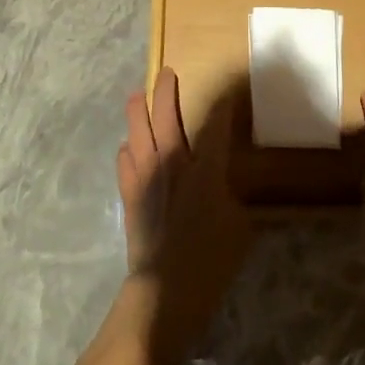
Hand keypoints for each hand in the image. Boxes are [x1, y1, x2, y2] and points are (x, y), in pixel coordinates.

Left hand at [117, 67, 252, 364]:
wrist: (164, 291)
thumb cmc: (211, 260)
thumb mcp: (239, 226)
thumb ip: (232, 196)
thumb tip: (226, 185)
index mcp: (205, 167)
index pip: (215, 123)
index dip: (223, 105)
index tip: (228, 93)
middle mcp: (172, 162)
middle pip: (165, 114)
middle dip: (166, 89)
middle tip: (166, 73)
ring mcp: (145, 176)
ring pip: (137, 130)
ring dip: (138, 110)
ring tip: (138, 97)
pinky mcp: (129, 195)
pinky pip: (125, 160)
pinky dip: (129, 149)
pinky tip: (130, 148)